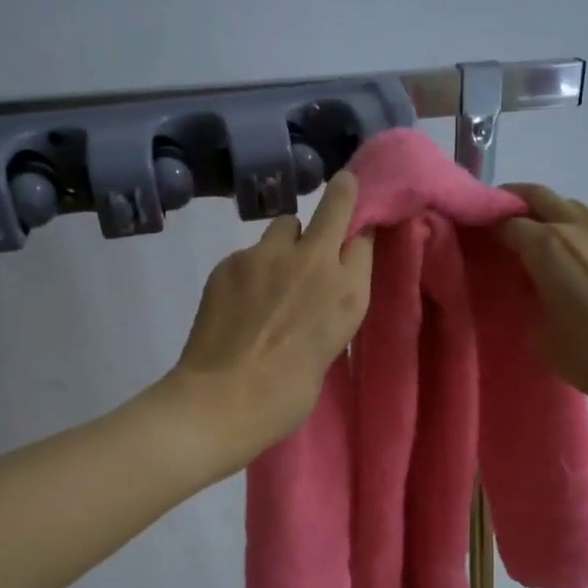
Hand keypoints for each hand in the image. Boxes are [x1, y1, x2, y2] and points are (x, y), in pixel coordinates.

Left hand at [170, 170, 374, 462]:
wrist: (222, 400)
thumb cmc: (286, 395)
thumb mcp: (328, 349)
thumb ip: (330, 308)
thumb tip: (319, 291)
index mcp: (348, 293)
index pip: (364, 239)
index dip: (359, 236)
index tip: (355, 237)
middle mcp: (315, 261)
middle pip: (336, 204)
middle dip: (341, 193)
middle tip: (341, 187)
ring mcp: (269, 255)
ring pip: (286, 225)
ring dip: (288, 241)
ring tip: (273, 275)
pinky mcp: (232, 260)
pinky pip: (250, 252)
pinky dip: (252, 268)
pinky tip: (240, 300)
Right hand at [499, 185, 587, 417]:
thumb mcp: (540, 330)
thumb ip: (529, 294)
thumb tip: (531, 280)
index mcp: (547, 245)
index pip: (507, 223)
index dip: (489, 229)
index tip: (480, 241)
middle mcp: (577, 226)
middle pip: (539, 196)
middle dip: (516, 201)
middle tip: (502, 220)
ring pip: (571, 206)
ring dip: (551, 214)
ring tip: (543, 241)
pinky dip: (579, 229)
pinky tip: (579, 256)